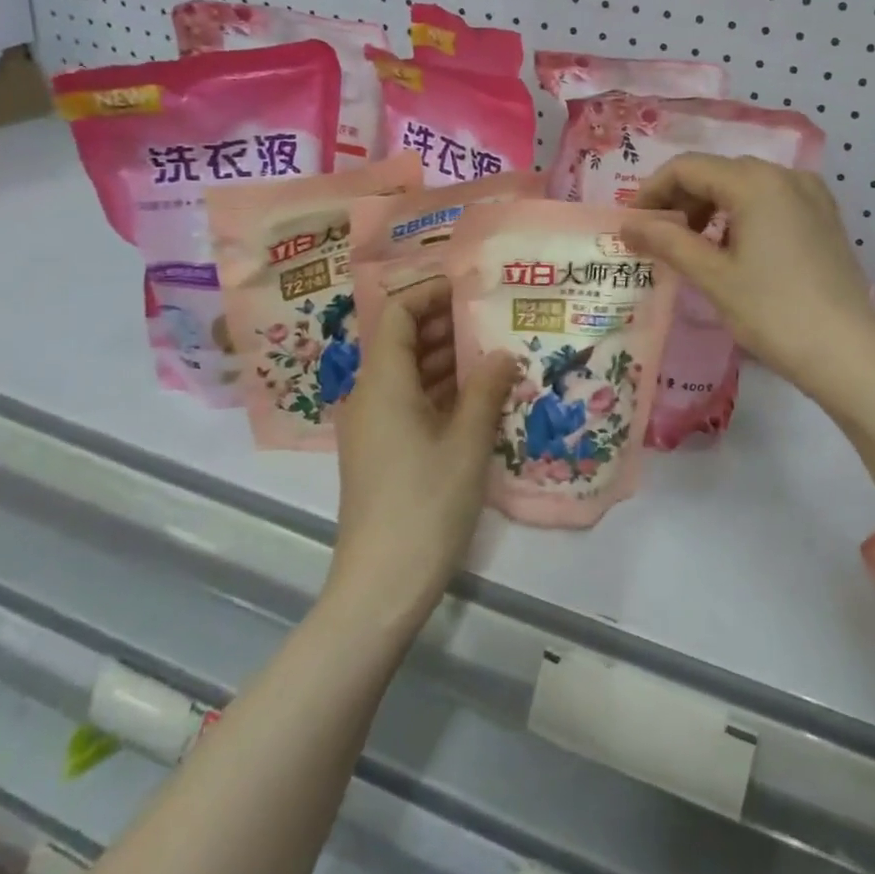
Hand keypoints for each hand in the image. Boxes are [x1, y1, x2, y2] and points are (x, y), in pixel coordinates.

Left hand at [328, 279, 513, 638]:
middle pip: (402, 340)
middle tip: (495, 318)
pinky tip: (481, 395)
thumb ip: (486, 390)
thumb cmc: (425, 504)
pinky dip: (442, 390)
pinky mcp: (383, 451)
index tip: (471, 288)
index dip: (430, 293)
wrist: (381, 585)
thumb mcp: (466, 443)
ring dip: (448, 359)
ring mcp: (374, 426)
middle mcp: (370, 396)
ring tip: (496, 351)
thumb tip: (504, 353)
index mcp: (382, 383)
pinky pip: (411, 402)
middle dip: (446, 324)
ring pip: (409, 373)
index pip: (397, 313)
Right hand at [628, 154, 874, 403]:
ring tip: (694, 248)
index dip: (653, 190)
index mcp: (756, 182)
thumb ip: (667, 241)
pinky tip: (735, 250)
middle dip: (682, 199)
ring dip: (711, 208)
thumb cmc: (773, 312)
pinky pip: (772, 201)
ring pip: (746, 186)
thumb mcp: (713, 276)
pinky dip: (743, 215)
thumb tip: (627, 224)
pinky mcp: (824, 218)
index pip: (688, 168)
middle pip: (718, 172)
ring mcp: (811, 195)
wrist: (848, 352)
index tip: (633, 223)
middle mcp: (786, 175)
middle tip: (659, 239)